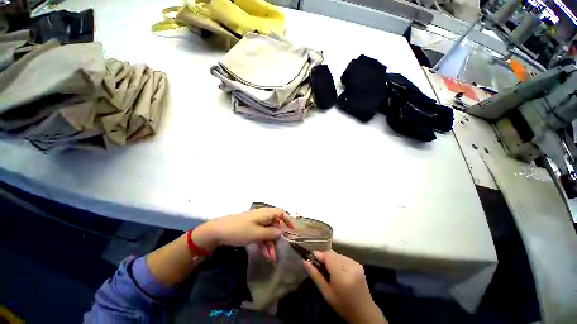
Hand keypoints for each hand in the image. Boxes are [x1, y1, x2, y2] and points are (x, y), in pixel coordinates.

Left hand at [194, 208, 292, 261]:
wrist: (218, 231)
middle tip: (278, 252)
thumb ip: (271, 233)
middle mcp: (262, 216)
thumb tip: (281, 232)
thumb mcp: (257, 233)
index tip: (292, 231)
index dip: (288, 220)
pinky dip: (263, 244)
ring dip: (270, 244)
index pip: (280, 213)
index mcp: (265, 213)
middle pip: (274, 225)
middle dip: (277, 238)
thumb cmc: (240, 230)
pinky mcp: (250, 229)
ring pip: (267, 232)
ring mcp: (255, 223)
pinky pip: (260, 235)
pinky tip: (265, 254)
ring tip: (271, 258)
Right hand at [303, 250, 386, 323]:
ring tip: (328, 269)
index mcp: (342, 276)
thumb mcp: (326, 293)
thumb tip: (304, 261)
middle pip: (333, 254)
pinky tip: (337, 270)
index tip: (312, 257)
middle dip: (324, 257)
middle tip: (319, 265)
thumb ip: (315, 275)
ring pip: (338, 254)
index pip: (328, 256)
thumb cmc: (342, 305)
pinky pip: (344, 257)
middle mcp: (351, 267)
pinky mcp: (359, 264)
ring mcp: (356, 264)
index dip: (319, 254)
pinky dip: (338, 260)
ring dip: (331, 258)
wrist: (364, 312)